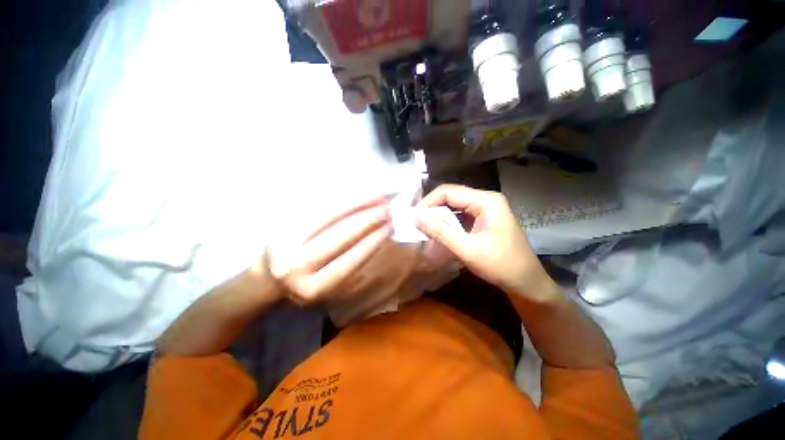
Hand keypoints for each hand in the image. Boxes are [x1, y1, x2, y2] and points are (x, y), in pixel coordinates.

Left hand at [265, 197, 391, 304]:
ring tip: (377, 198)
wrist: (269, 276)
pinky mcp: (282, 223)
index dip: (370, 243)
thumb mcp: (330, 290)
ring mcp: (285, 241)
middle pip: (338, 237)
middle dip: (366, 221)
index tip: (389, 228)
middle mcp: (295, 266)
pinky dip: (339, 200)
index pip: (348, 261)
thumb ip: (353, 275)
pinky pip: (316, 208)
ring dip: (356, 205)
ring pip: (328, 217)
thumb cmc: (308, 283)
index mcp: (312, 288)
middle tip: (387, 210)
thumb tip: (378, 243)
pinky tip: (356, 194)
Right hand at [414, 185, 555, 300]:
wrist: (527, 282)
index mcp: (486, 201)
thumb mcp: (467, 249)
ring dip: (439, 215)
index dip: (428, 202)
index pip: (448, 192)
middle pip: (452, 196)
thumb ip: (440, 232)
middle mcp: (486, 199)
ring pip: (455, 205)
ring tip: (425, 227)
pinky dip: (448, 221)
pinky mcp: (485, 218)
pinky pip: (461, 214)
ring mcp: (487, 208)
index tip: (414, 217)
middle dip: (432, 208)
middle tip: (417, 223)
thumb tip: (415, 217)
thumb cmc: (501, 266)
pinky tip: (440, 230)